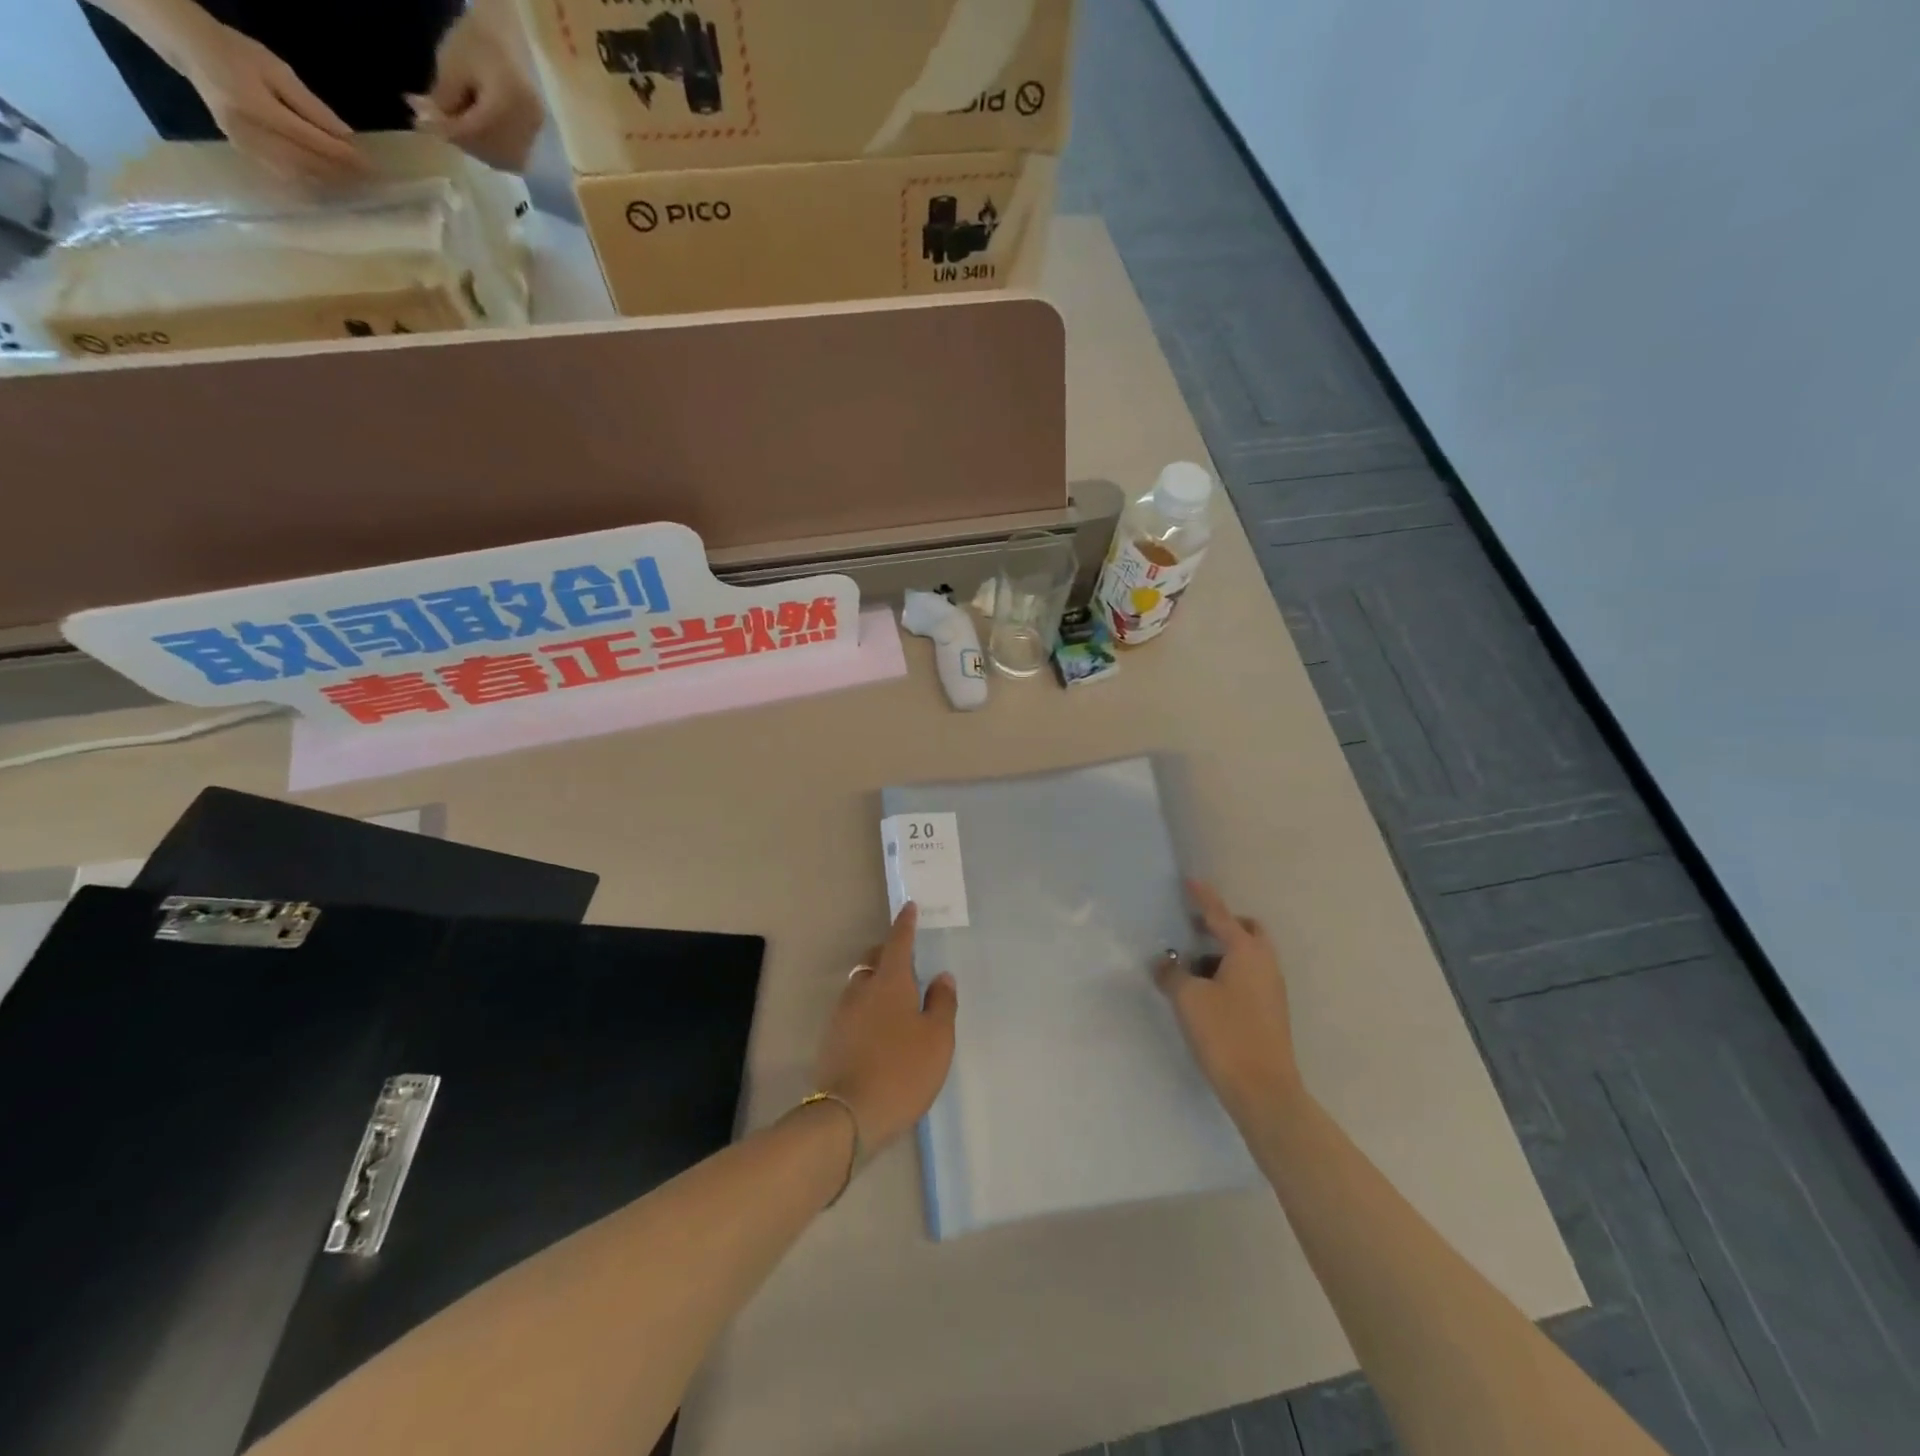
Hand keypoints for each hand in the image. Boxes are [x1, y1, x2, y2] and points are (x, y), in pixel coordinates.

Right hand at [177, 22, 367, 183]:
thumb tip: (348, 139)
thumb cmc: (237, 54)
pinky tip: (331, 189)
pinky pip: (286, 179)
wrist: (192, 51)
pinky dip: (312, 185)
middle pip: (309, 164)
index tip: (373, 168)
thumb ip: (313, 108)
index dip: (345, 158)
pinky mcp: (246, 155)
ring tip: (358, 189)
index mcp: (257, 108)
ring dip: (331, 185)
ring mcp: (246, 148)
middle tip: (372, 184)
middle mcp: (250, 133)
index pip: (313, 142)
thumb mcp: (278, 71)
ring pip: (300, 177)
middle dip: (342, 175)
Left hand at [413, 13, 544, 171]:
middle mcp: (527, 124)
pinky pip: (515, 156)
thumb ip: (442, 99)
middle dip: (461, 141)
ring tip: (457, 130)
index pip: (475, 130)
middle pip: (491, 149)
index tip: (420, 124)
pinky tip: (479, 137)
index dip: (446, 131)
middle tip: (436, 125)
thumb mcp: (451, 64)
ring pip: (504, 158)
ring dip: (478, 150)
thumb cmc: (477, 40)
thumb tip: (428, 124)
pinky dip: (495, 152)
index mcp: (508, 103)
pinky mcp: (535, 133)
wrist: (507, 32)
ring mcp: (535, 131)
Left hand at [814, 904, 957, 1152]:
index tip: (909, 907)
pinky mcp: (832, 1038)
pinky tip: (880, 1028)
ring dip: (877, 982)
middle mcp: (861, 990)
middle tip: (908, 960)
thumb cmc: (903, 1070)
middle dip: (889, 952)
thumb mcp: (937, 1038)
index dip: (905, 924)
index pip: (898, 942)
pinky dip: (868, 1007)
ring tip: (897, 998)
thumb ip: (942, 1002)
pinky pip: (853, 1009)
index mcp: (890, 982)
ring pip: (861, 984)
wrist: (849, 1116)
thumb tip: (941, 976)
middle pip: (874, 959)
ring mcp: (842, 1014)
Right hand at [1156, 880, 1304, 1122]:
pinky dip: (1228, 973)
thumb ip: (1172, 974)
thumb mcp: (1188, 999)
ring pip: (1248, 956)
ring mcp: (1272, 989)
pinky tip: (1205, 993)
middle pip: (1246, 931)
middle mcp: (1265, 964)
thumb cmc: (1225, 1034)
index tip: (1190, 881)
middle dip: (1222, 925)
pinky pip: (1248, 977)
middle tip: (1194, 929)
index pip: (1220, 915)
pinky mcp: (1270, 1012)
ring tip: (1191, 967)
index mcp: (1247, 952)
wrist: (1263, 1091)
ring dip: (1223, 952)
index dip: (1203, 898)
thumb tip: (1165, 963)